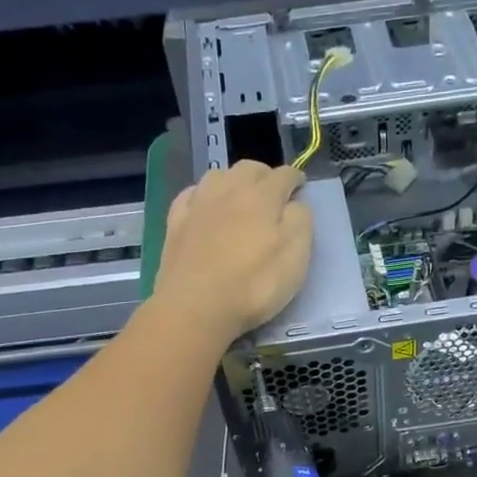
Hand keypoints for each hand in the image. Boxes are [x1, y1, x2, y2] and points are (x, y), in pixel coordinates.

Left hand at [152, 161, 309, 341]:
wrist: (195, 308)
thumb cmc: (254, 286)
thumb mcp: (295, 258)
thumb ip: (300, 222)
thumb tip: (295, 204)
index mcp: (262, 197)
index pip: (284, 175)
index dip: (296, 178)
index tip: (301, 186)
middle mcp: (229, 190)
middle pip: (249, 168)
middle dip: (265, 175)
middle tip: (273, 192)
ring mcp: (198, 204)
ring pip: (218, 175)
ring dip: (233, 180)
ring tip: (239, 196)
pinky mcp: (175, 222)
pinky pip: (191, 195)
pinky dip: (203, 194)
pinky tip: (205, 205)